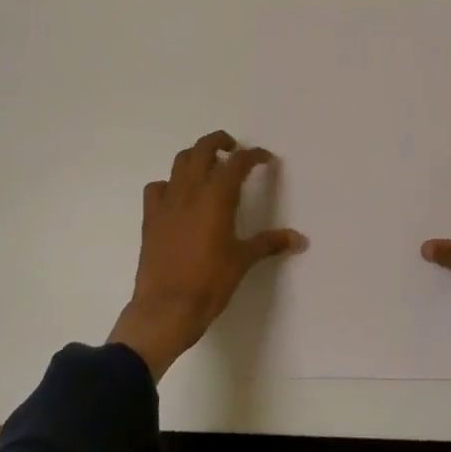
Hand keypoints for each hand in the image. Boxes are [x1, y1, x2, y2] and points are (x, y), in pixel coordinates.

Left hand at [109, 130, 306, 380]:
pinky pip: (157, 187)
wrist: (165, 309)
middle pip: (204, 148)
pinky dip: (170, 184)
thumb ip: (270, 243)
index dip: (254, 155)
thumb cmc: (209, 283)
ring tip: (209, 167)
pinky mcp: (150, 217)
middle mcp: (191, 190)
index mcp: (217, 196)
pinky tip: (178, 197)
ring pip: (180, 161)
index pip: (238, 162)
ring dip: (196, 157)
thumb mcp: (243, 261)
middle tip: (233, 150)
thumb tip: (300, 239)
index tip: (265, 159)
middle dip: (220, 141)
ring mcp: (167, 201)